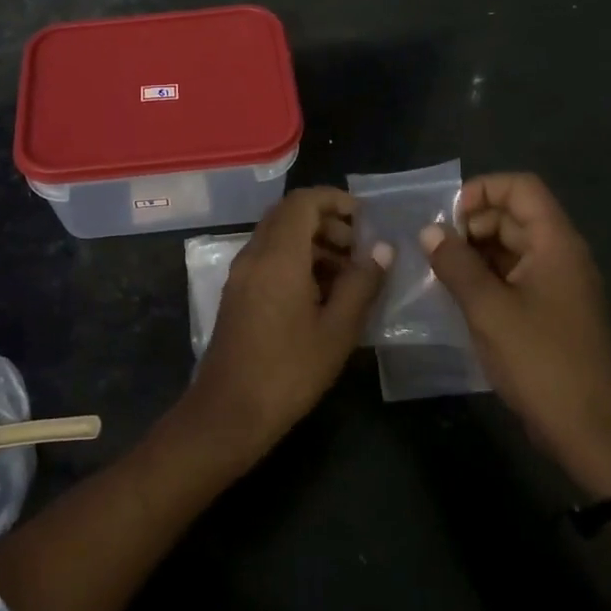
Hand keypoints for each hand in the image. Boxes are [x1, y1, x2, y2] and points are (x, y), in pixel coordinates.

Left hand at [186, 187, 390, 462]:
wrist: (229, 411)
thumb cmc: (289, 371)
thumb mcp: (337, 330)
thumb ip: (361, 284)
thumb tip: (381, 249)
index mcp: (278, 255)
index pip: (303, 201)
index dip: (335, 199)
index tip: (364, 218)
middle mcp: (254, 254)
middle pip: (288, 215)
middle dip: (326, 222)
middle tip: (359, 249)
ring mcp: (241, 273)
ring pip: (277, 236)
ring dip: (312, 243)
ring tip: (347, 275)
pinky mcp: (237, 292)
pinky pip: (268, 258)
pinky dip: (296, 260)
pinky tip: (321, 294)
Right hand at [421, 173, 610, 496]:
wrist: (589, 431)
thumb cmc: (541, 362)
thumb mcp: (488, 310)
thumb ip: (455, 264)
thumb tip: (429, 231)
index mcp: (556, 244)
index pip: (521, 188)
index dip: (482, 191)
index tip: (448, 218)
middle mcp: (560, 255)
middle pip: (513, 215)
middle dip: (471, 225)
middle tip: (435, 250)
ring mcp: (557, 284)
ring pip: (510, 246)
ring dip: (473, 252)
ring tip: (439, 272)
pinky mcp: (549, 310)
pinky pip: (513, 275)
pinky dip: (484, 276)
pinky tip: (457, 295)